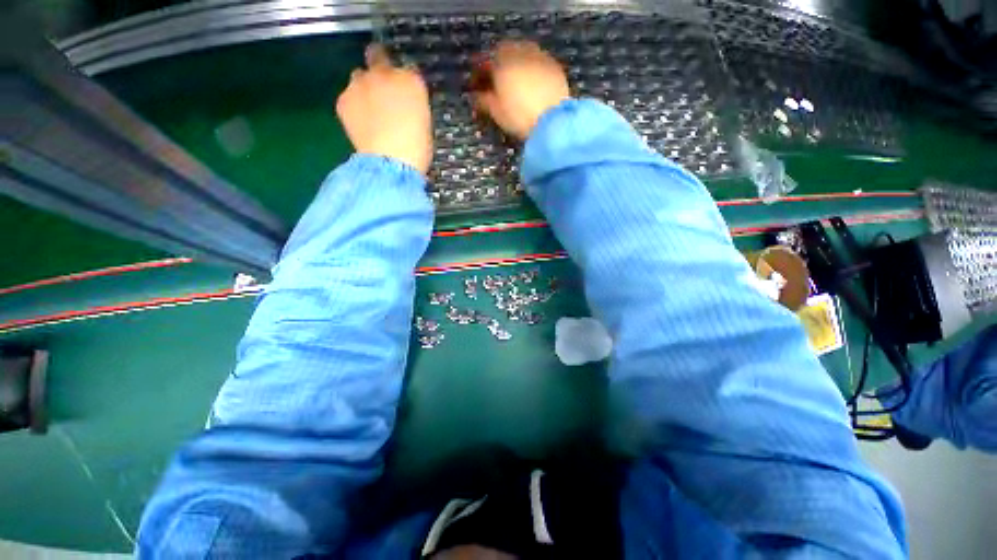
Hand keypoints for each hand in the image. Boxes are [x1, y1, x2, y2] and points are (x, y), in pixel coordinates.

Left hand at [336, 44, 431, 173]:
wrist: (391, 162)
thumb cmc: (416, 149)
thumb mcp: (423, 123)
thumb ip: (412, 106)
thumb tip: (404, 106)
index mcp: (412, 81)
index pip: (408, 71)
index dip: (405, 82)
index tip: (405, 94)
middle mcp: (384, 74)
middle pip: (378, 56)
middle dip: (379, 66)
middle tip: (382, 87)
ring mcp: (360, 83)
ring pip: (359, 75)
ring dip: (364, 87)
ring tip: (369, 111)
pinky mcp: (344, 99)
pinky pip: (348, 97)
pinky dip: (353, 107)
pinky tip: (361, 124)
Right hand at [473, 41, 570, 139]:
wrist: (552, 120)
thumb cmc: (518, 116)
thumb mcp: (496, 111)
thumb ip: (483, 100)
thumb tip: (476, 96)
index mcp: (501, 61)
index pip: (484, 62)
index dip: (478, 75)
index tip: (475, 87)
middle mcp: (520, 51)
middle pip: (504, 53)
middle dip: (497, 66)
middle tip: (494, 83)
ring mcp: (539, 56)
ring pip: (522, 54)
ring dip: (515, 65)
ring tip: (513, 84)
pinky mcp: (554, 66)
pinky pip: (538, 63)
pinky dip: (531, 71)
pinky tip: (531, 85)